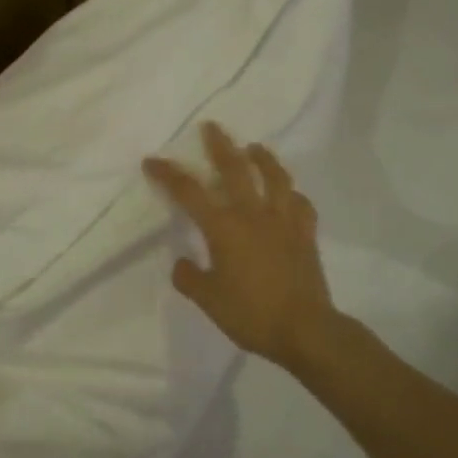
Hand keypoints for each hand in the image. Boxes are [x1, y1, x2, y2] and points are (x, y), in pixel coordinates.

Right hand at [143, 122, 338, 370]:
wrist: (305, 330)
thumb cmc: (251, 314)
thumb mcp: (208, 300)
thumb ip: (189, 278)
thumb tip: (182, 263)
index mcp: (223, 227)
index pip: (189, 192)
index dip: (168, 174)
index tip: (152, 160)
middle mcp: (253, 214)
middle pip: (235, 169)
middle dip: (219, 146)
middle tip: (211, 127)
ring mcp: (283, 221)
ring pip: (274, 178)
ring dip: (263, 158)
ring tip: (254, 147)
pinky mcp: (306, 234)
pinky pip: (300, 204)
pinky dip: (292, 194)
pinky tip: (288, 193)